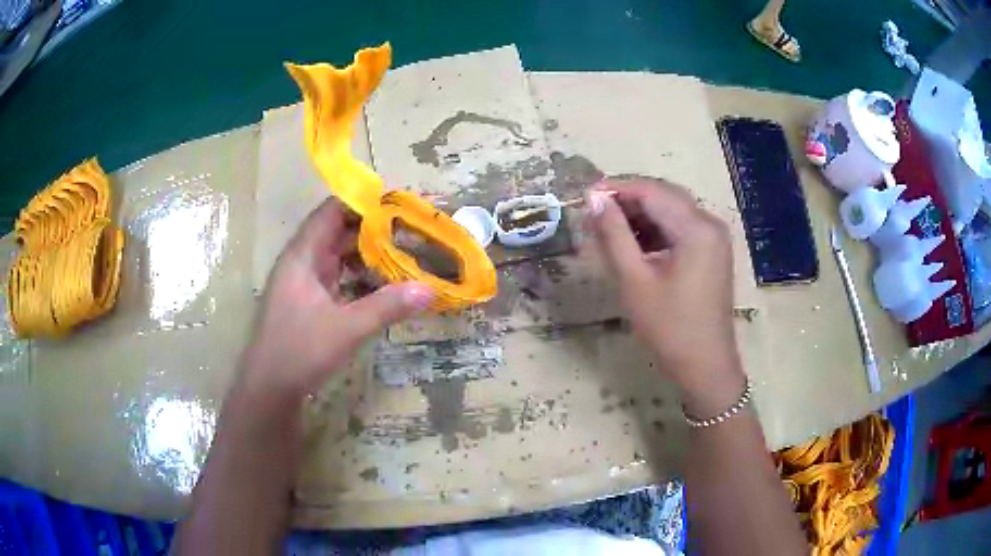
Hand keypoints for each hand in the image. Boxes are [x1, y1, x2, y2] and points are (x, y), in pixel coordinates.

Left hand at [240, 199, 433, 403]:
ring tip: (405, 253)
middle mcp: (302, 261)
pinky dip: (361, 277)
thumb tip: (430, 289)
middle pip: (339, 231)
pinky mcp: (309, 302)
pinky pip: (339, 278)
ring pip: (340, 256)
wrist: (268, 389)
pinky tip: (385, 285)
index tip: (399, 203)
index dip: (363, 202)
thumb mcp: (346, 328)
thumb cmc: (299, 351)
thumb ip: (387, 306)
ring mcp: (304, 283)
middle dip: (374, 229)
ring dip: (369, 254)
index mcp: (303, 255)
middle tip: (411, 229)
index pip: (332, 210)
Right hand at [585, 177, 744, 415]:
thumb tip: (594, 199)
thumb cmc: (669, 327)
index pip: (652, 191)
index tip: (584, 196)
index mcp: (696, 227)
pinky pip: (680, 229)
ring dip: (640, 216)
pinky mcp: (711, 252)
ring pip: (671, 212)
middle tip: (593, 214)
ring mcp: (713, 238)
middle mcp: (709, 224)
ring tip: (607, 230)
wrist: (705, 365)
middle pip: (664, 196)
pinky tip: (633, 244)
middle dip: (627, 201)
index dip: (616, 188)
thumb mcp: (635, 280)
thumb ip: (613, 234)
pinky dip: (655, 231)